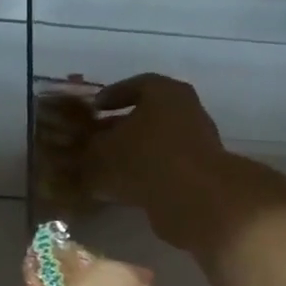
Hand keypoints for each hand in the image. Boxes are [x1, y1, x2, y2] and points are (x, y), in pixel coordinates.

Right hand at [86, 75, 227, 248]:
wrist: (194, 199)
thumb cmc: (144, 159)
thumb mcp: (102, 153)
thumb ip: (88, 151)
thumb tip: (84, 154)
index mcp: (164, 92)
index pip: (135, 85)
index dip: (111, 96)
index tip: (93, 108)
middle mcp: (186, 111)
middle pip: (148, 115)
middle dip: (121, 128)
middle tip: (96, 140)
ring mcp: (197, 142)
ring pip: (157, 143)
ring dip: (134, 154)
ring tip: (106, 168)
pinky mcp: (200, 173)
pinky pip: (166, 167)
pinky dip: (146, 175)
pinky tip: (125, 189)